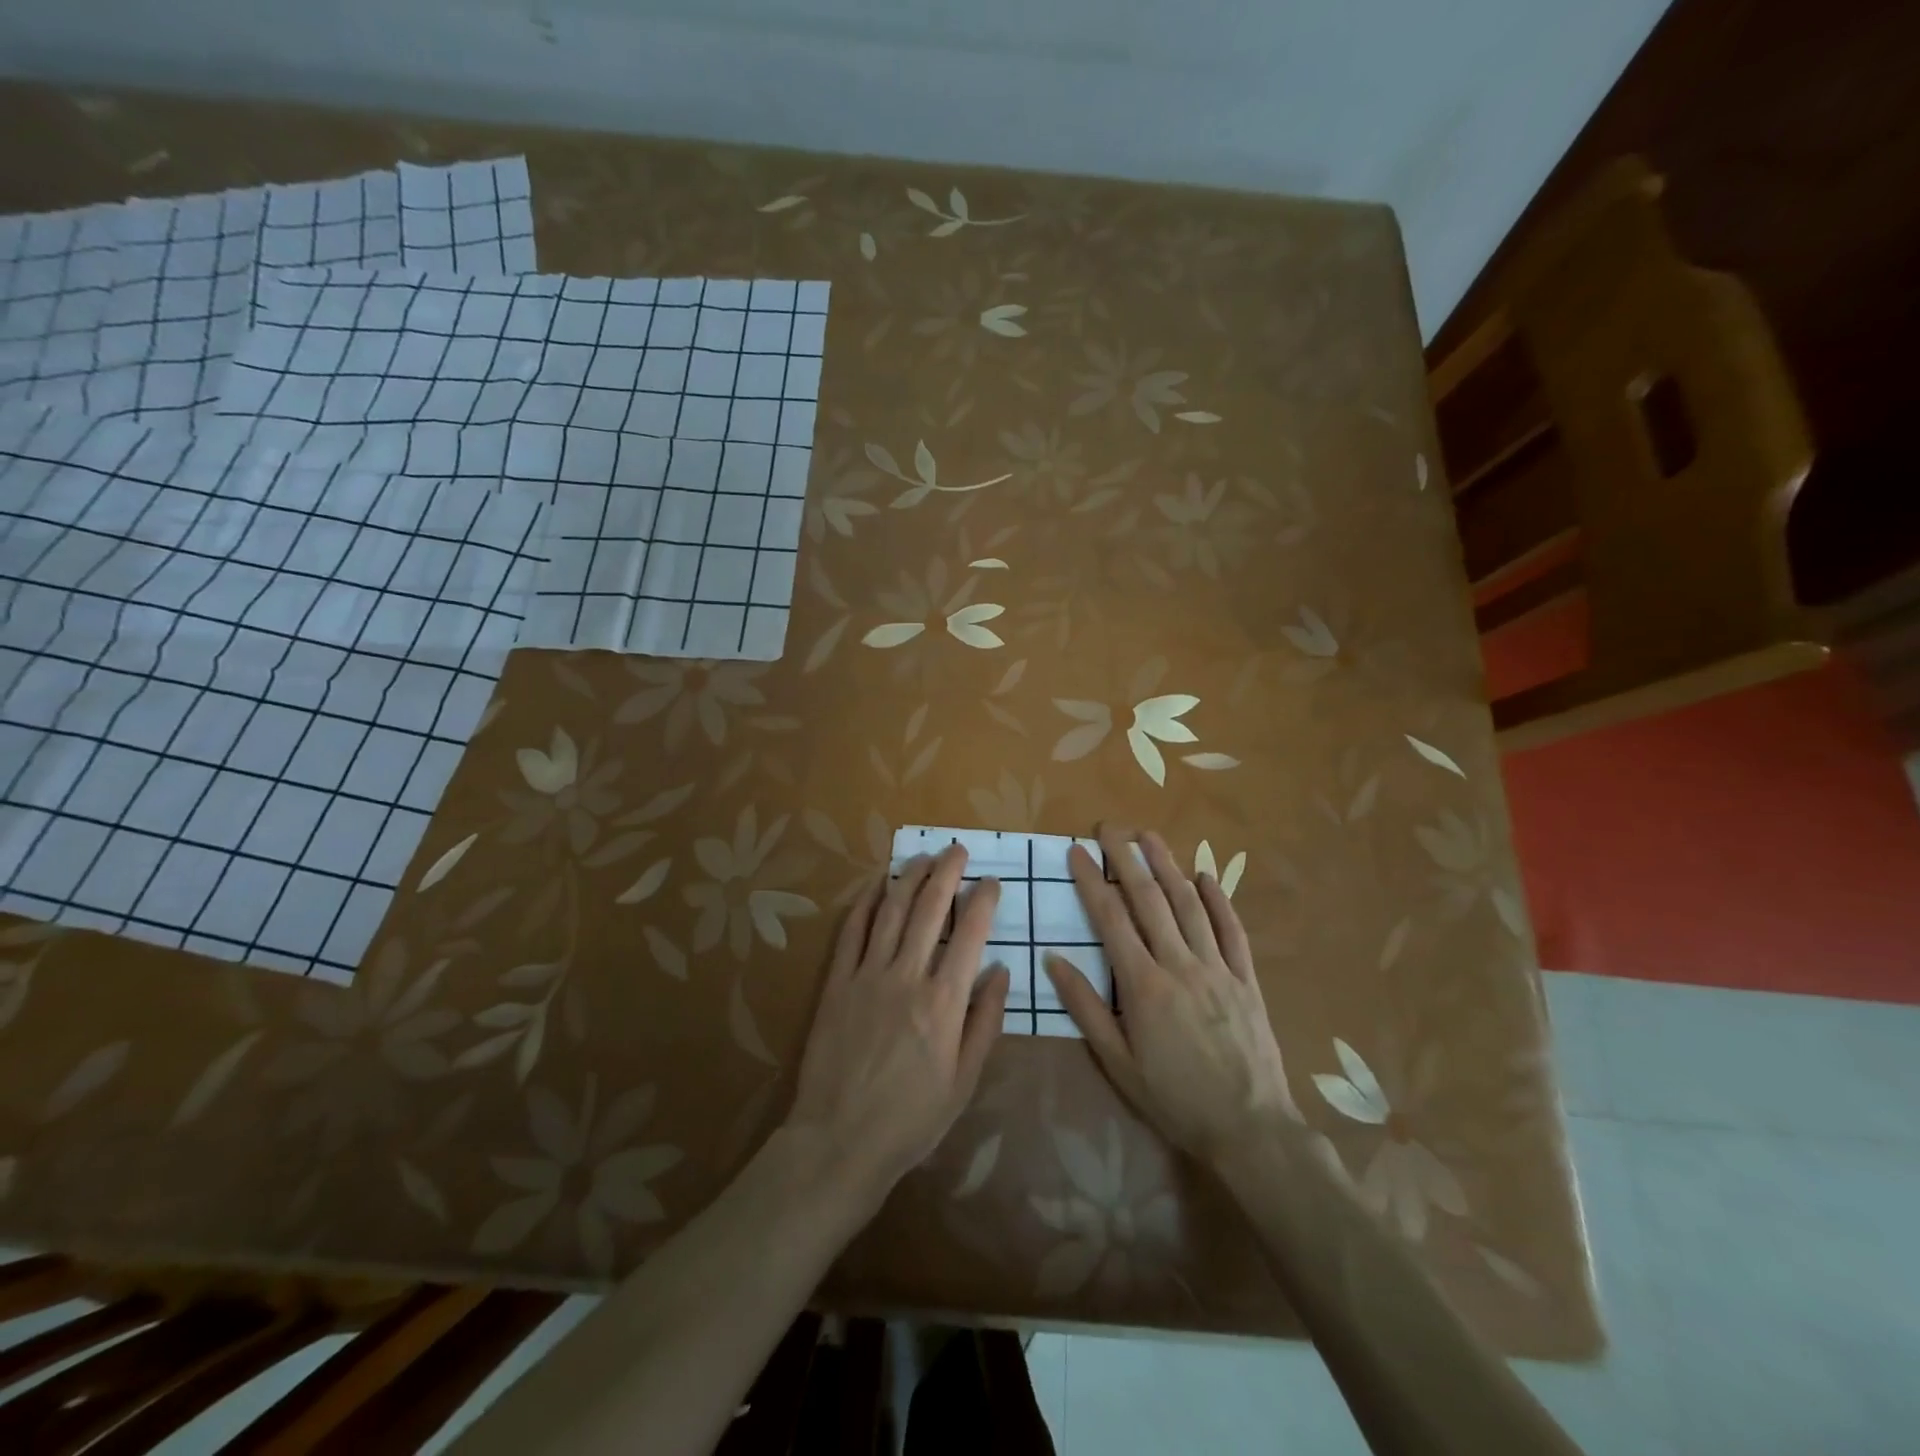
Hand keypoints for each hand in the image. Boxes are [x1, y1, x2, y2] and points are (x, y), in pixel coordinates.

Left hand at [785, 845, 1009, 1211]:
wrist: (840, 1141)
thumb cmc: (911, 1119)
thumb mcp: (964, 1082)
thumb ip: (985, 1022)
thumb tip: (1001, 971)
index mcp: (944, 1003)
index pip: (970, 935)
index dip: (983, 901)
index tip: (991, 882)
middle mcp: (907, 977)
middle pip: (930, 910)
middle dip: (946, 873)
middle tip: (957, 849)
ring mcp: (867, 976)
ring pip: (891, 911)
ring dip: (909, 878)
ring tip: (923, 856)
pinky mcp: (837, 983)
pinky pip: (851, 932)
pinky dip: (865, 903)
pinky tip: (876, 884)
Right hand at [1044, 827, 1298, 1167]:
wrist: (1250, 1128)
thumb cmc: (1175, 1099)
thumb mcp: (1118, 1064)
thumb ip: (1085, 1009)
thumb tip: (1053, 961)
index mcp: (1144, 986)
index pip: (1111, 920)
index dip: (1092, 881)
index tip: (1077, 852)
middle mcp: (1180, 965)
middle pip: (1150, 900)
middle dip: (1127, 859)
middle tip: (1109, 827)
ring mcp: (1218, 968)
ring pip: (1189, 905)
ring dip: (1168, 866)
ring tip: (1150, 836)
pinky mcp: (1246, 979)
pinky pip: (1232, 930)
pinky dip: (1218, 900)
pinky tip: (1206, 876)